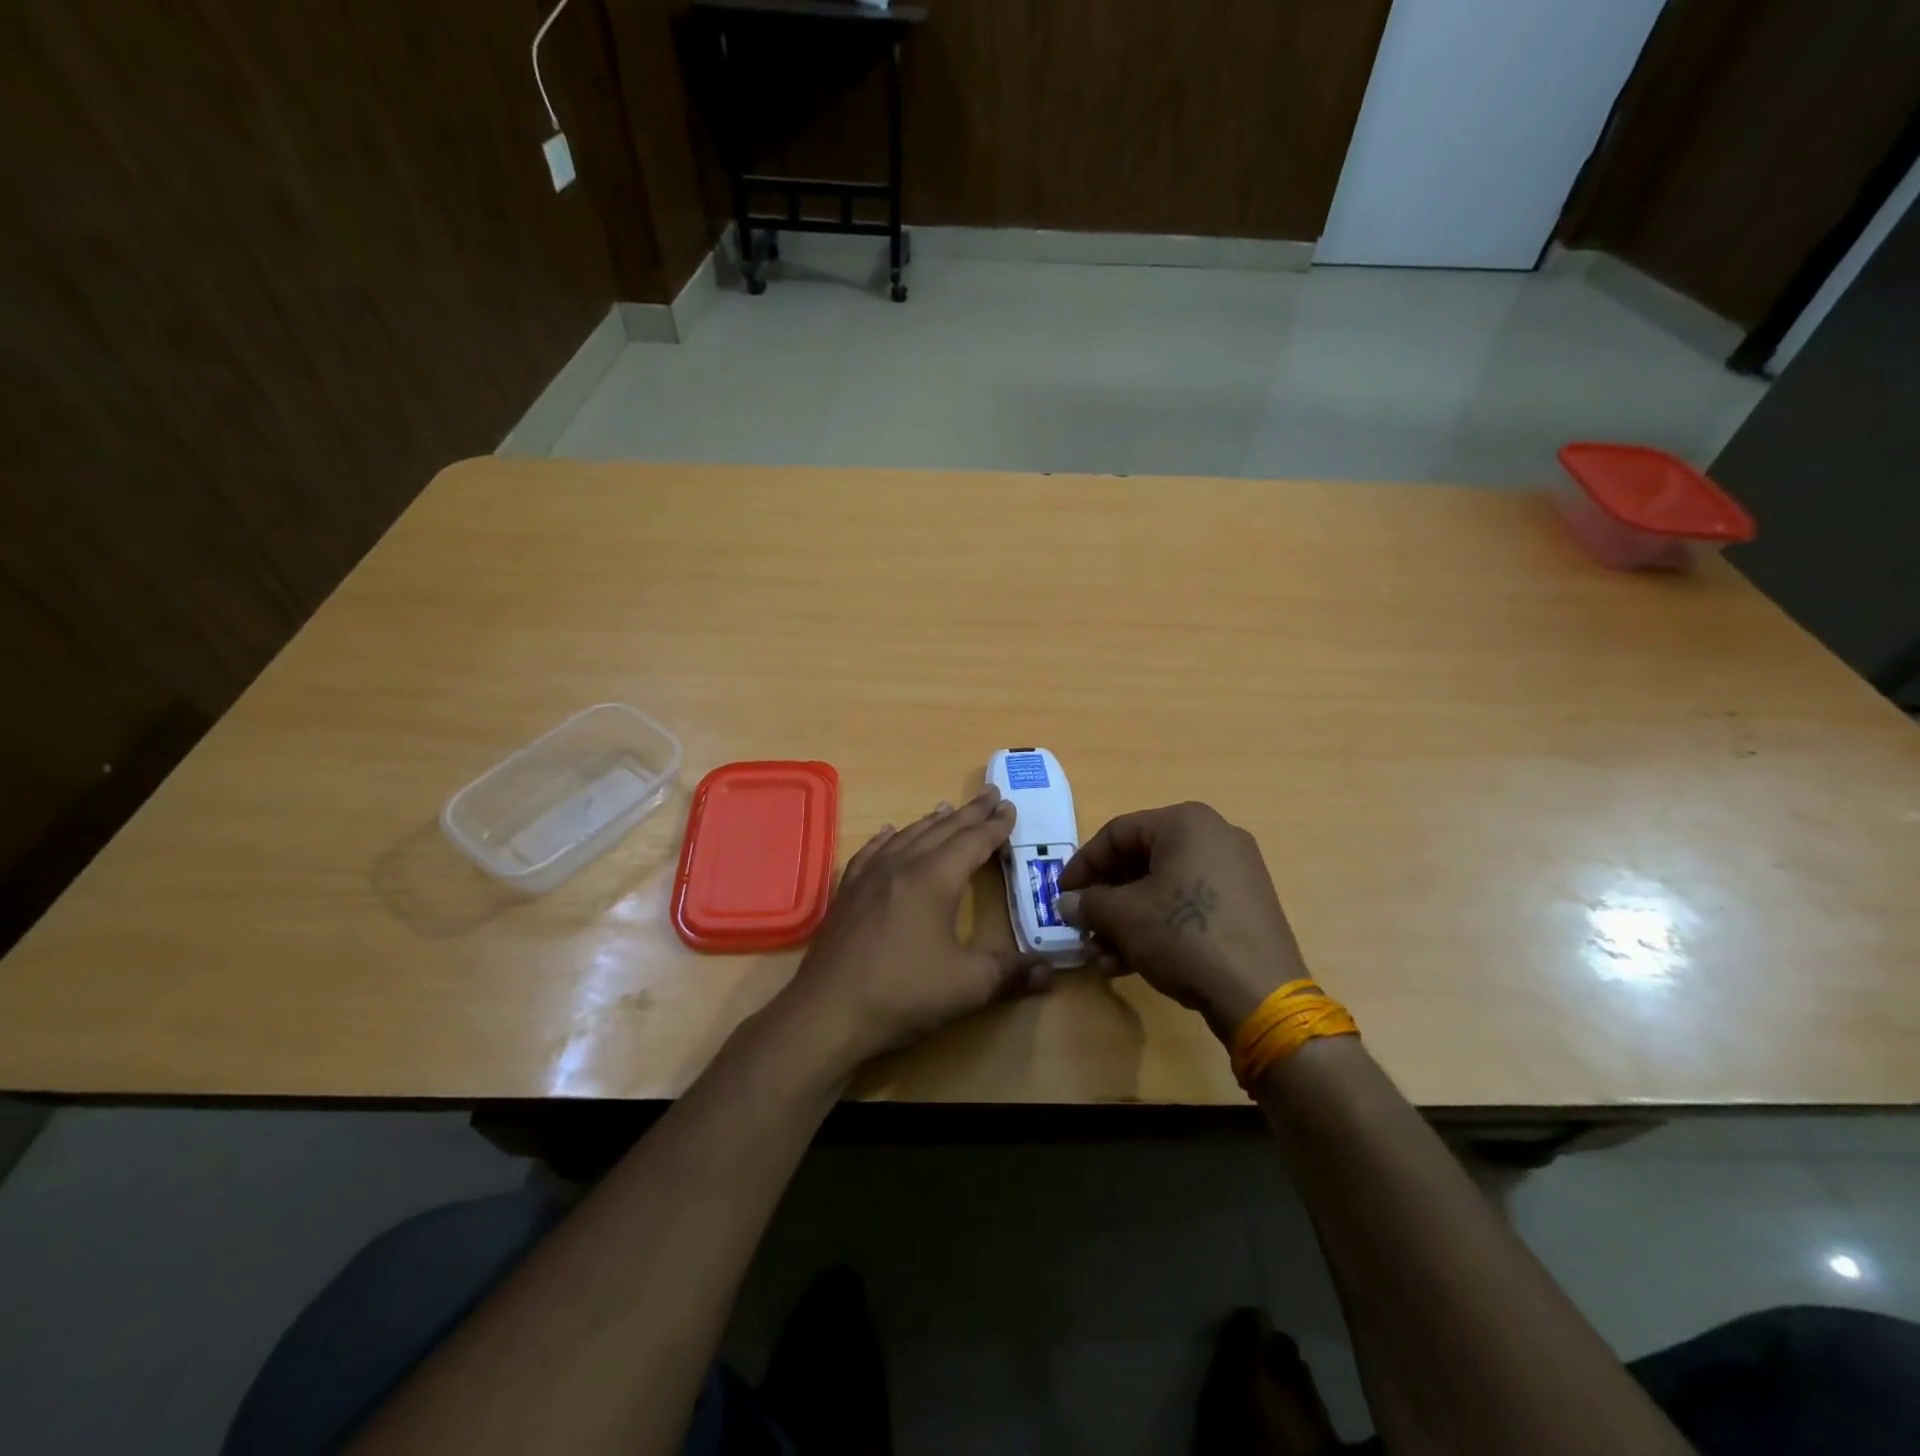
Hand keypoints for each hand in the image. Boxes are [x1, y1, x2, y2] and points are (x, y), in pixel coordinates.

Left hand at [772, 788, 1051, 1073]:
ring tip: (947, 808)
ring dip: (932, 821)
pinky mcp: (847, 893)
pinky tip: (887, 833)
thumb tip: (1052, 971)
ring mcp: (869, 876)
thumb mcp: (968, 986)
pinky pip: (870, 852)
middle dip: (970, 813)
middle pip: (942, 830)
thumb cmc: (903, 993)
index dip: (995, 826)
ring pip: (907, 836)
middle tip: (990, 794)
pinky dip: (885, 839)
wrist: (828, 1012)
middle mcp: (902, 866)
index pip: (973, 842)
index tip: (1010, 807)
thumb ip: (1012, 973)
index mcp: (935, 879)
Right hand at [1055, 802, 1309, 1040]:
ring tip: (1103, 955)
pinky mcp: (1246, 906)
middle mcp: (1214, 836)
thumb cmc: (1184, 935)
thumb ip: (1089, 903)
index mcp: (1186, 823)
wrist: (1260, 994)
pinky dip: (1158, 926)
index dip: (1083, 864)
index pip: (1117, 833)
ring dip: (1127, 920)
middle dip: (1106, 899)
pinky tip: (1131, 962)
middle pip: (1141, 861)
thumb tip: (1067, 902)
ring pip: (1163, 888)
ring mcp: (1235, 872)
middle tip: (1083, 926)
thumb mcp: (1124, 917)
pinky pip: (1189, 905)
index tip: (1062, 894)